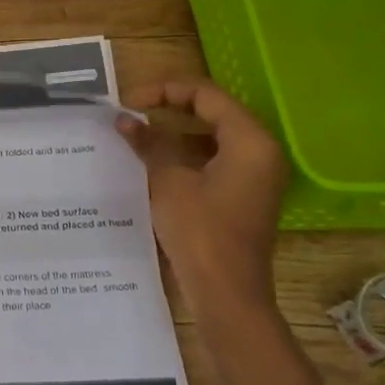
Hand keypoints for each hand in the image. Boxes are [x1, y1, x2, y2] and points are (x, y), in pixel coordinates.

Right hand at [117, 80, 289, 316]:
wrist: (226, 293)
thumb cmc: (200, 232)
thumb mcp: (168, 182)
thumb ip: (148, 144)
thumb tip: (124, 120)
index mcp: (250, 140)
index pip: (206, 95)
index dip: (164, 91)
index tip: (129, 102)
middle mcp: (260, 151)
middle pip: (212, 112)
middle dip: (169, 109)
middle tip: (131, 113)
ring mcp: (254, 175)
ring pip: (211, 137)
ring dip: (174, 133)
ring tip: (135, 135)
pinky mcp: (243, 194)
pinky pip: (213, 160)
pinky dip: (184, 155)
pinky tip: (153, 161)